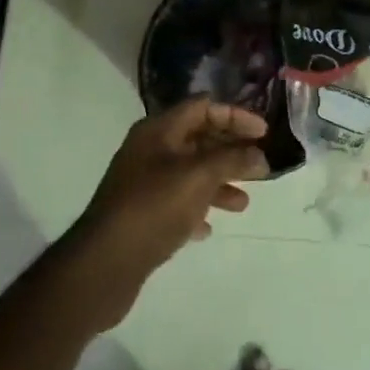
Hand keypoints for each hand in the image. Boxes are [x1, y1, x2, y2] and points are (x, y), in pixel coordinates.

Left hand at [65, 98, 269, 327]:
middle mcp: (150, 150)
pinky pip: (177, 202)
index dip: (235, 115)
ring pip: (191, 172)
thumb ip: (232, 160)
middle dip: (231, 150)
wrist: (105, 262)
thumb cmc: (154, 207)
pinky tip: (209, 227)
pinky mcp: (142, 213)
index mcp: (159, 130)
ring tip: (243, 204)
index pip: (203, 107)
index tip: (264, 133)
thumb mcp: (199, 176)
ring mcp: (143, 182)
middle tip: (261, 167)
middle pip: (198, 138)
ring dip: (219, 182)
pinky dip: (198, 208)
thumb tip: (259, 154)